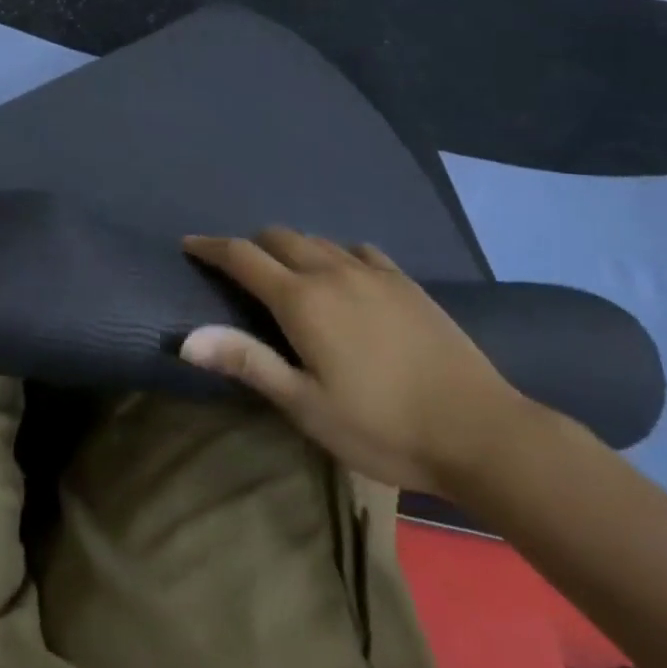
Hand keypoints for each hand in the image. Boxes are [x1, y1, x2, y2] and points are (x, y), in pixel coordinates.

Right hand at [180, 230, 526, 494]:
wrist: (480, 430)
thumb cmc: (382, 426)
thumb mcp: (305, 405)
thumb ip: (246, 362)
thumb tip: (186, 338)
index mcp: (301, 300)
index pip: (242, 257)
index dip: (211, 247)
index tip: (189, 243)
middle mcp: (331, 271)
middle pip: (278, 237)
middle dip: (251, 246)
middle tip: (239, 271)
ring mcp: (372, 272)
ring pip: (317, 240)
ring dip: (291, 248)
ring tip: (287, 274)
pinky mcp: (405, 281)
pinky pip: (357, 250)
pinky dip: (335, 254)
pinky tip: (344, 276)